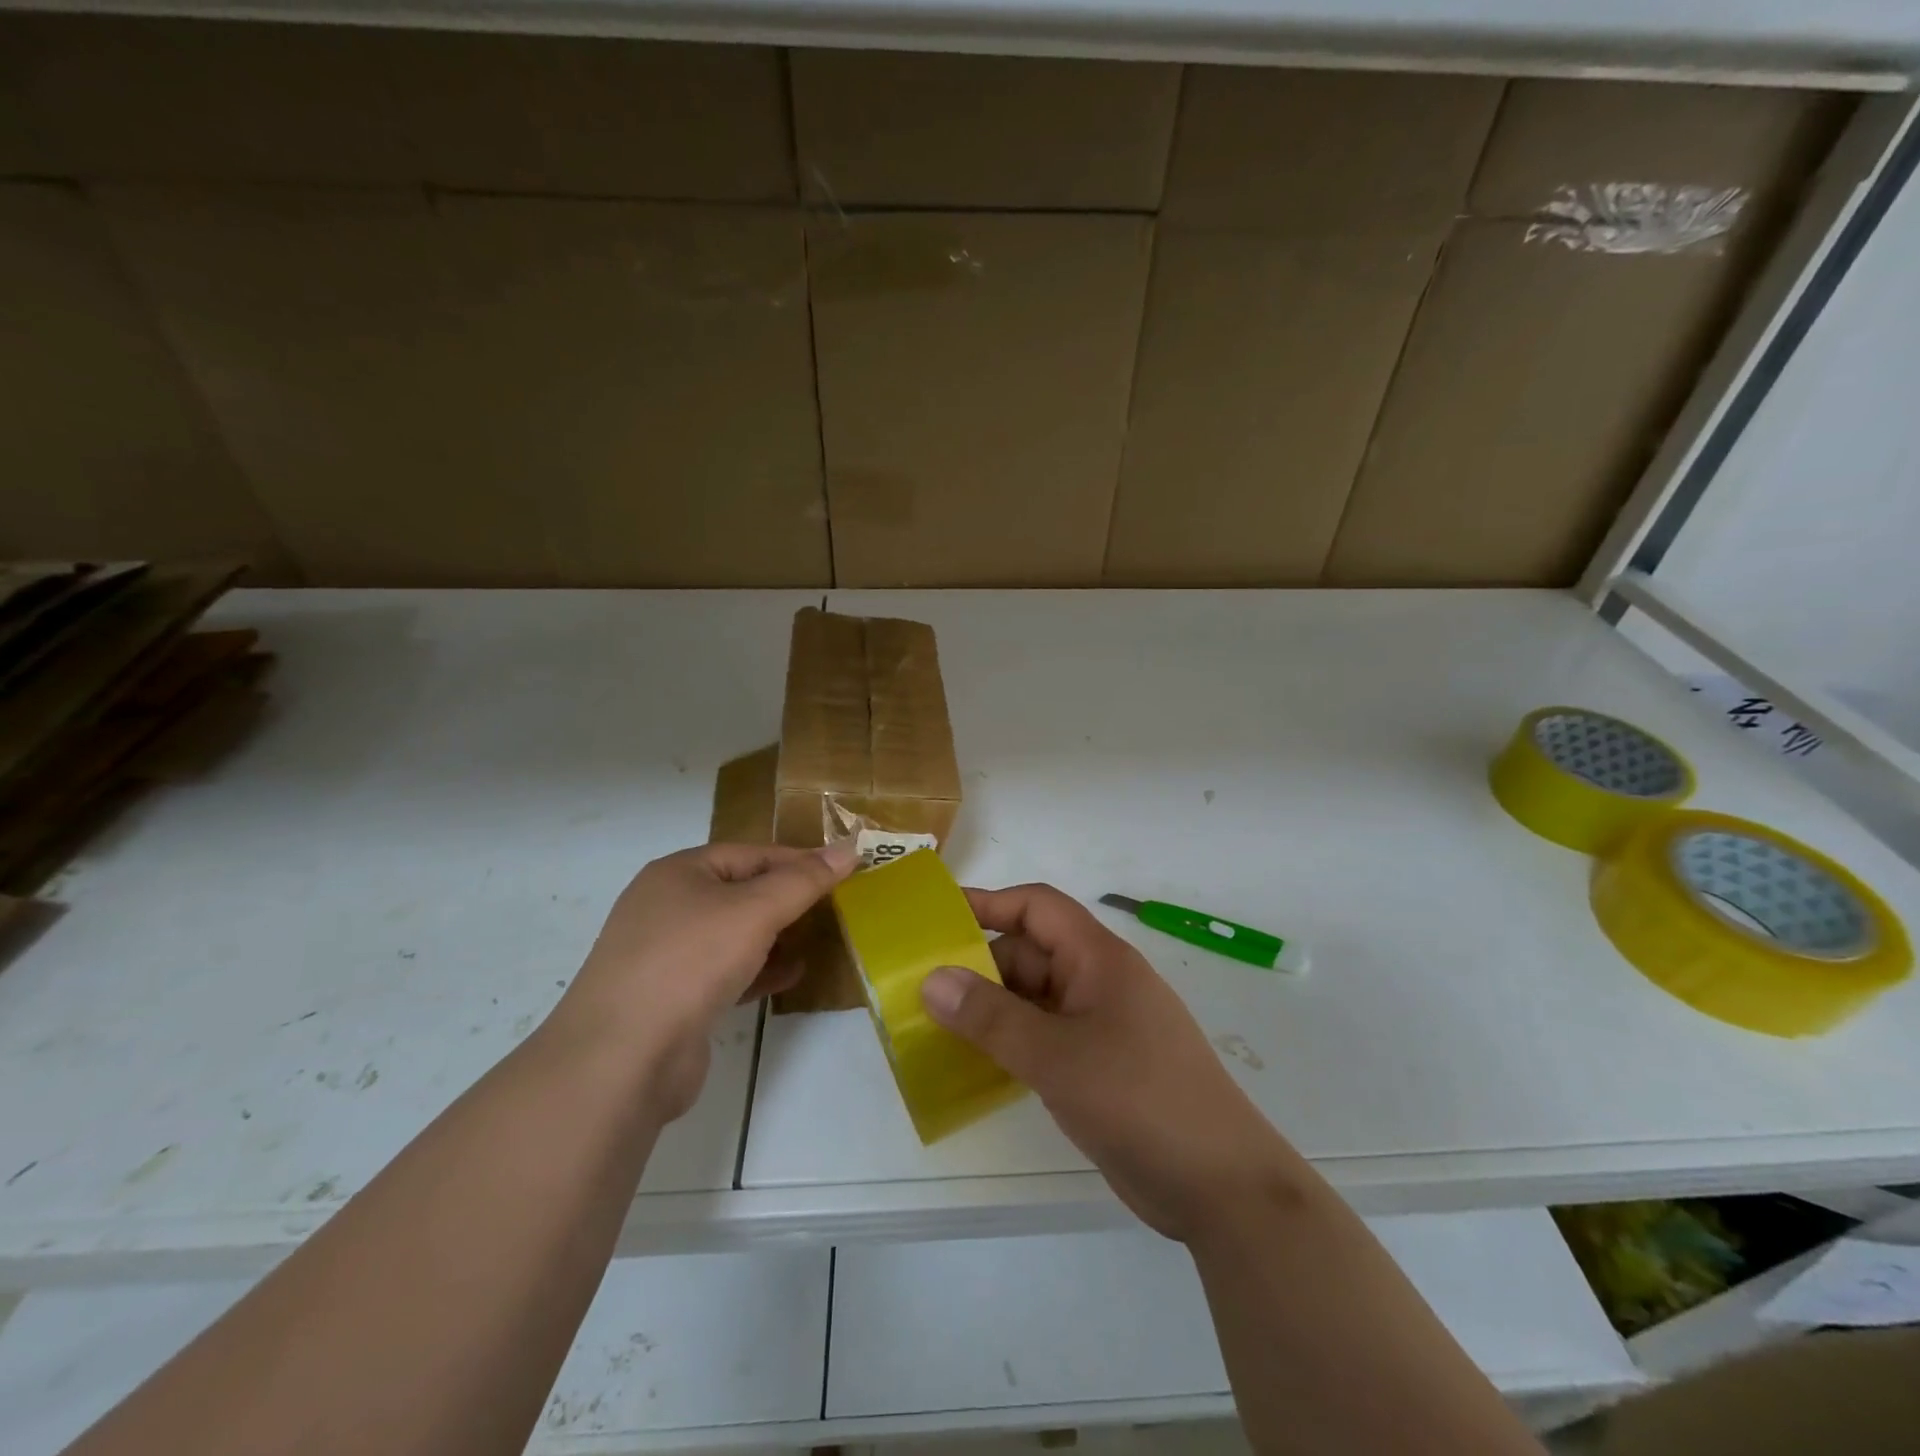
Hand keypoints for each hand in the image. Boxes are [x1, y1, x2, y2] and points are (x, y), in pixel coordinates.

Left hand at [558, 842, 857, 1119]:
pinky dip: (759, 970)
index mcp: (679, 872)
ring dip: (775, 936)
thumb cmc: (690, 962)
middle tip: (833, 906)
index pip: (751, 853)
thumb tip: (848, 849)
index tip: (842, 872)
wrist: (622, 1058)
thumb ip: (803, 880)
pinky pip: (725, 972)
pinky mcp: (672, 999)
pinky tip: (790, 976)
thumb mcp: (755, 911)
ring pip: (733, 934)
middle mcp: (667, 907)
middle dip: (787, 899)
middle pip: (741, 892)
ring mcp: (665, 955)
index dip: (798, 860)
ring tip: (817, 939)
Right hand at [920, 883, 1305, 1242]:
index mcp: (1099, 958)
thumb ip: (992, 1017)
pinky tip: (975, 1063)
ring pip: (1034, 999)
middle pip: (1031, 954)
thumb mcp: (1057, 1056)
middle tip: (921, 988)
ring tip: (934, 1026)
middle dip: (979, 966)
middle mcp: (1099, 982)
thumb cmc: (1140, 1100)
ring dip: (991, 1009)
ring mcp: (1101, 1026)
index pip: (1038, 908)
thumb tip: (933, 979)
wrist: (1221, 1186)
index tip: (938, 920)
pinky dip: (1010, 1042)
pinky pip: (1043, 1037)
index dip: (989, 904)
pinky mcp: (1099, 1066)